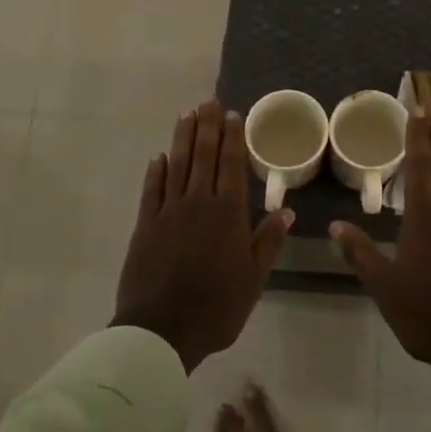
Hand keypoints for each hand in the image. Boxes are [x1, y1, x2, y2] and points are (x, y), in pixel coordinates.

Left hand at [113, 101, 292, 371]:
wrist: (161, 330)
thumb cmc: (216, 307)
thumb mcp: (253, 279)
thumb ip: (267, 241)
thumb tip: (285, 210)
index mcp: (227, 214)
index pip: (230, 165)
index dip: (231, 138)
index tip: (232, 115)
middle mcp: (197, 204)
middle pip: (202, 157)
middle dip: (207, 127)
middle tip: (209, 102)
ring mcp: (167, 212)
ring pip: (176, 166)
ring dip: (182, 139)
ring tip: (186, 115)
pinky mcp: (145, 226)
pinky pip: (151, 191)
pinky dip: (156, 171)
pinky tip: (159, 157)